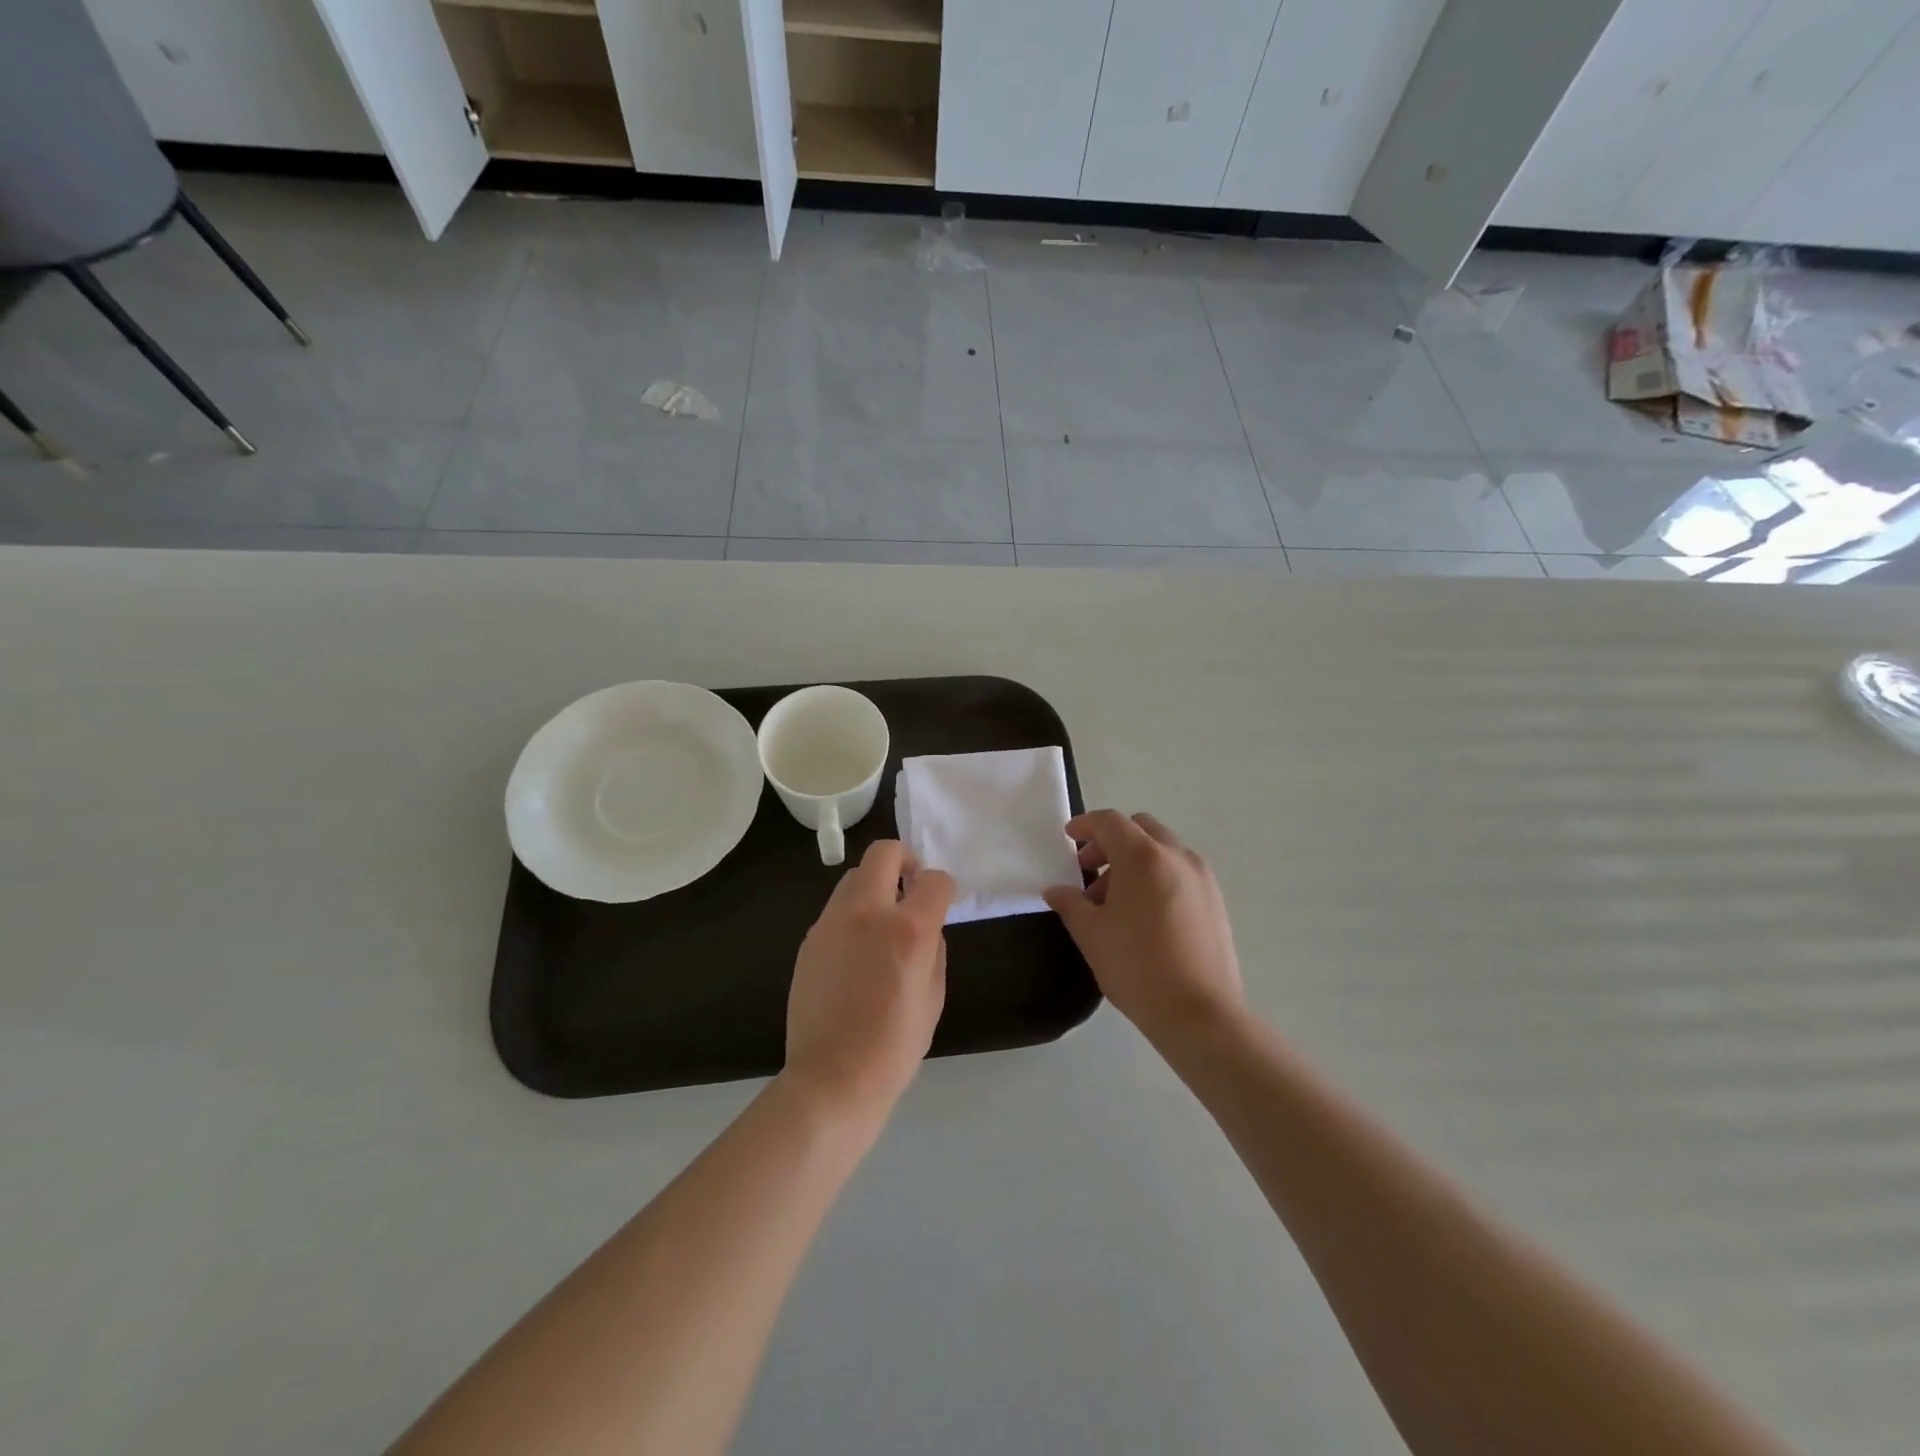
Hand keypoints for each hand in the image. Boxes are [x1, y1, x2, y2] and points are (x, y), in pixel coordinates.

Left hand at [784, 840, 954, 1118]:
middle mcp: (868, 913)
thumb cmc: (894, 1045)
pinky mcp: (810, 939)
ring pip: (854, 876)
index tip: (942, 902)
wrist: (833, 1077)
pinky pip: (836, 908)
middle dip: (904, 859)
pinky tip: (856, 950)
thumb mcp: (934, 996)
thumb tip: (926, 927)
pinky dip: (853, 913)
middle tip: (910, 886)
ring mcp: (832, 922)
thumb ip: (934, 948)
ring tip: (882, 921)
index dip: (943, 887)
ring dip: (875, 885)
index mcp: (908, 929)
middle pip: (884, 852)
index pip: (935, 879)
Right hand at [1044, 811, 1245, 1045]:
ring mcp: (1202, 877)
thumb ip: (1070, 904)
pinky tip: (1145, 914)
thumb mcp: (1091, 935)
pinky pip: (1180, 871)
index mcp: (1143, 857)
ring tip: (1116, 900)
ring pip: (1163, 849)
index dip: (1085, 825)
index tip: (1069, 838)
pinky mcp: (1216, 900)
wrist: (1200, 1013)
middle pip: (1140, 828)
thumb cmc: (1137, 968)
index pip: (1110, 822)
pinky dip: (1158, 874)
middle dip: (1111, 841)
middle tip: (1090, 870)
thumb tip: (1056, 891)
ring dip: (1135, 859)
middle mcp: (1177, 856)